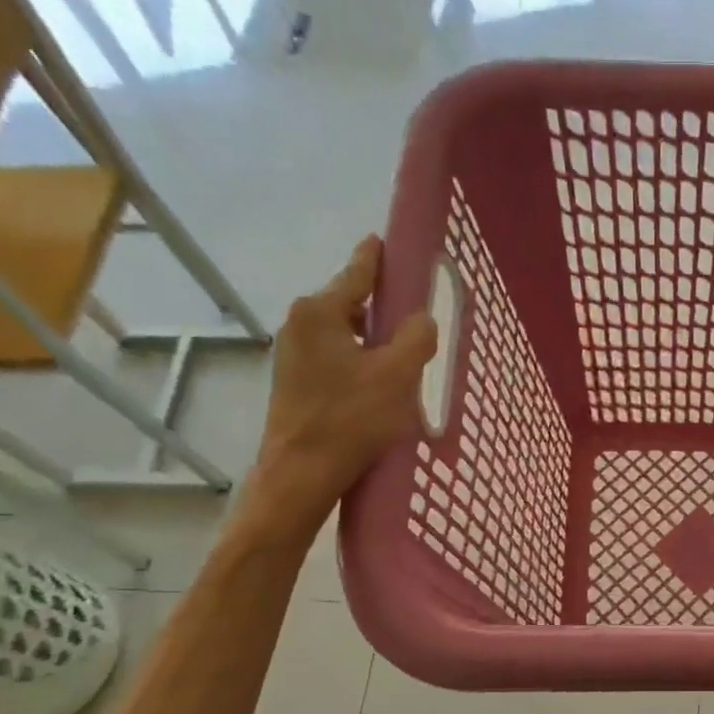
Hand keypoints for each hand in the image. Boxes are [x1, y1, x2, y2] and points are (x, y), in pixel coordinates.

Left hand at [238, 237, 437, 542]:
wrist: (302, 472)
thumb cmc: (351, 419)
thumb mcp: (397, 375)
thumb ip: (416, 338)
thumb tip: (421, 319)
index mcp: (320, 311)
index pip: (357, 272)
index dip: (378, 258)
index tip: (386, 241)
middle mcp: (300, 323)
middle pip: (350, 303)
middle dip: (381, 308)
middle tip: (415, 318)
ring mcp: (292, 353)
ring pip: (343, 333)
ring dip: (372, 340)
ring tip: (402, 357)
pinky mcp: (294, 381)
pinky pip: (334, 357)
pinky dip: (358, 361)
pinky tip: (378, 383)